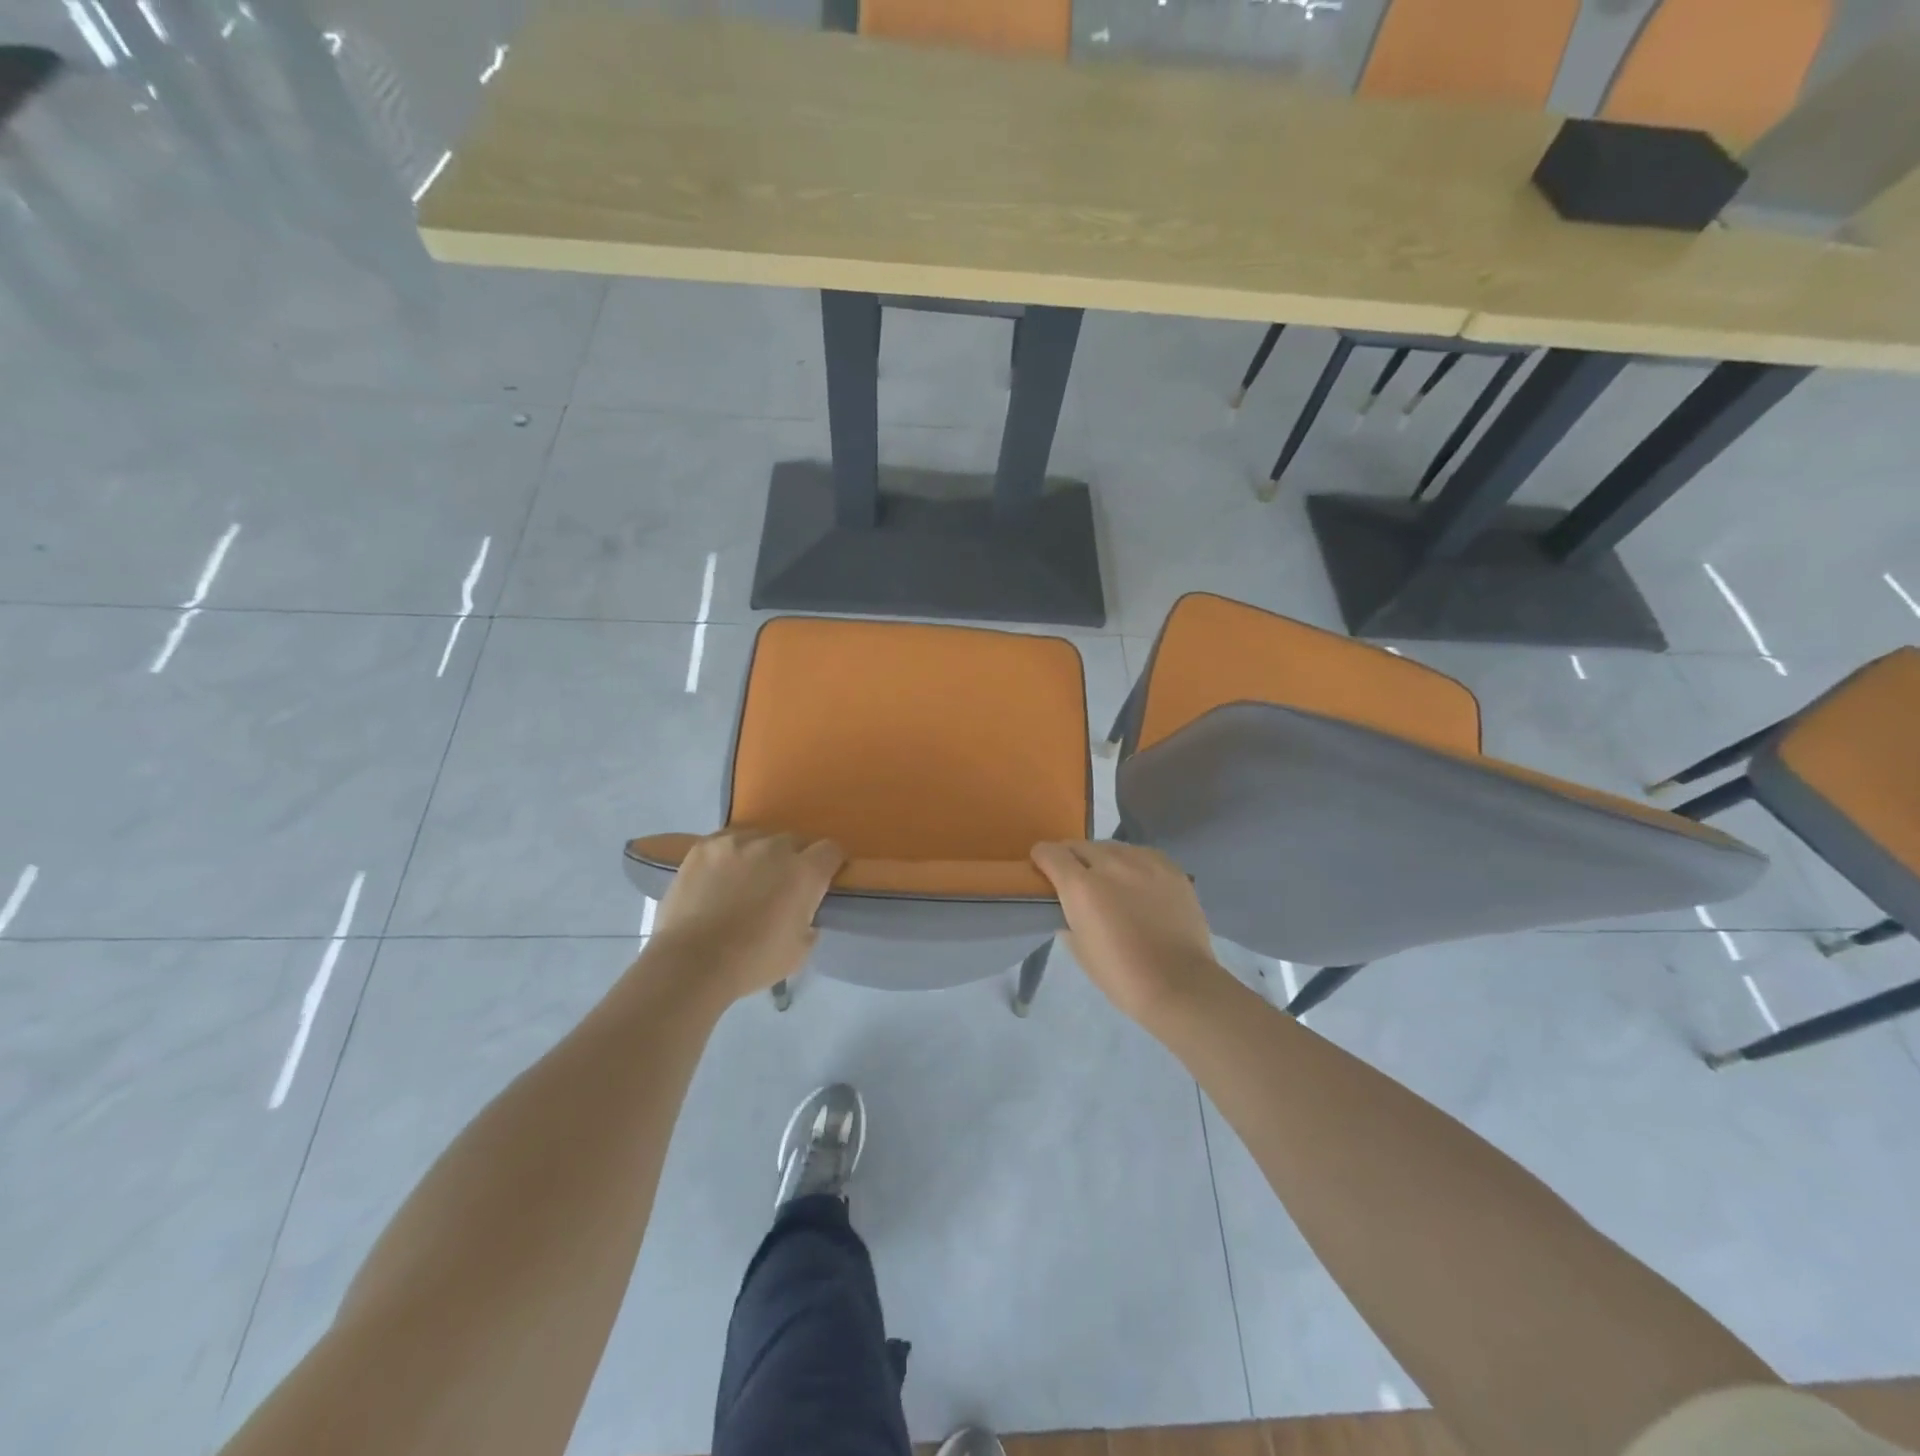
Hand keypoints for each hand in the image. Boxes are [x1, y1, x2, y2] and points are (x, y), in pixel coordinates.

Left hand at [647, 830, 844, 1001]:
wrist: (691, 962)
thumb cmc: (752, 962)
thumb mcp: (800, 951)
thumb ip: (810, 921)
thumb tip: (804, 911)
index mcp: (805, 872)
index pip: (831, 850)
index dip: (829, 864)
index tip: (822, 880)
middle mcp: (775, 847)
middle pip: (795, 841)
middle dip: (793, 859)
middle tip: (780, 885)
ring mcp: (737, 842)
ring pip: (759, 838)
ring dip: (760, 854)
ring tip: (745, 879)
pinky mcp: (705, 846)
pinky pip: (727, 841)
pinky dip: (729, 855)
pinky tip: (718, 876)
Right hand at [1031, 841, 1226, 1022]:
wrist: (1179, 984)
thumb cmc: (1121, 975)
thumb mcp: (1079, 949)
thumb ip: (1067, 919)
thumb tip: (1069, 909)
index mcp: (1080, 886)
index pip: (1050, 853)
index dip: (1042, 858)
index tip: (1042, 869)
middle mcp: (1110, 864)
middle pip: (1080, 845)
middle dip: (1071, 857)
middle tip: (1076, 878)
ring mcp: (1143, 862)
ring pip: (1112, 846)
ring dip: (1102, 858)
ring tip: (1109, 879)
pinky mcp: (1170, 868)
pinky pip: (1142, 854)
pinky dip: (1132, 863)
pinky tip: (1137, 881)